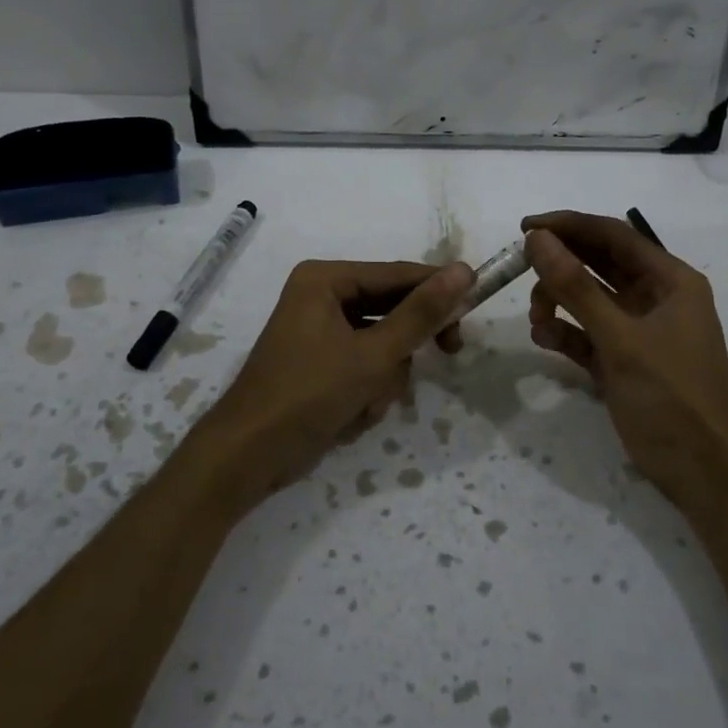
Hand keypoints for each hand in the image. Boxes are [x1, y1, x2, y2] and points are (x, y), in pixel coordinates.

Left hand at [187, 259, 472, 516]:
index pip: (397, 274)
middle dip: (405, 346)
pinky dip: (367, 392)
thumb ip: (421, 314)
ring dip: (384, 378)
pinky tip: (352, 415)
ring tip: (366, 403)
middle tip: (450, 353)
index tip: (477, 301)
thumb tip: (463, 271)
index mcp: (325, 279)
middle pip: (390, 309)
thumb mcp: (374, 355)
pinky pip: (363, 366)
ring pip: (381, 344)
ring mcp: (319, 333)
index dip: (438, 288)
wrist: (249, 456)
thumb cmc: (309, 394)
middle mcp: (320, 297)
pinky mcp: (320, 365)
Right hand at [523, 211, 727, 503]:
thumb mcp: (620, 338)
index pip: (614, 236)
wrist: (703, 472)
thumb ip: (576, 287)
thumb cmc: (671, 396)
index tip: (525, 227)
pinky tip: (544, 338)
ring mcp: (638, 331)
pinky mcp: (623, 361)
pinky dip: (565, 332)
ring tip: (536, 318)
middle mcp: (655, 298)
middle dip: (559, 264)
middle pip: (599, 264)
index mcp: (670, 281)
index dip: (569, 226)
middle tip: (519, 266)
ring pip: (589, 299)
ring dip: (558, 300)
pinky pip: (587, 333)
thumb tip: (538, 239)